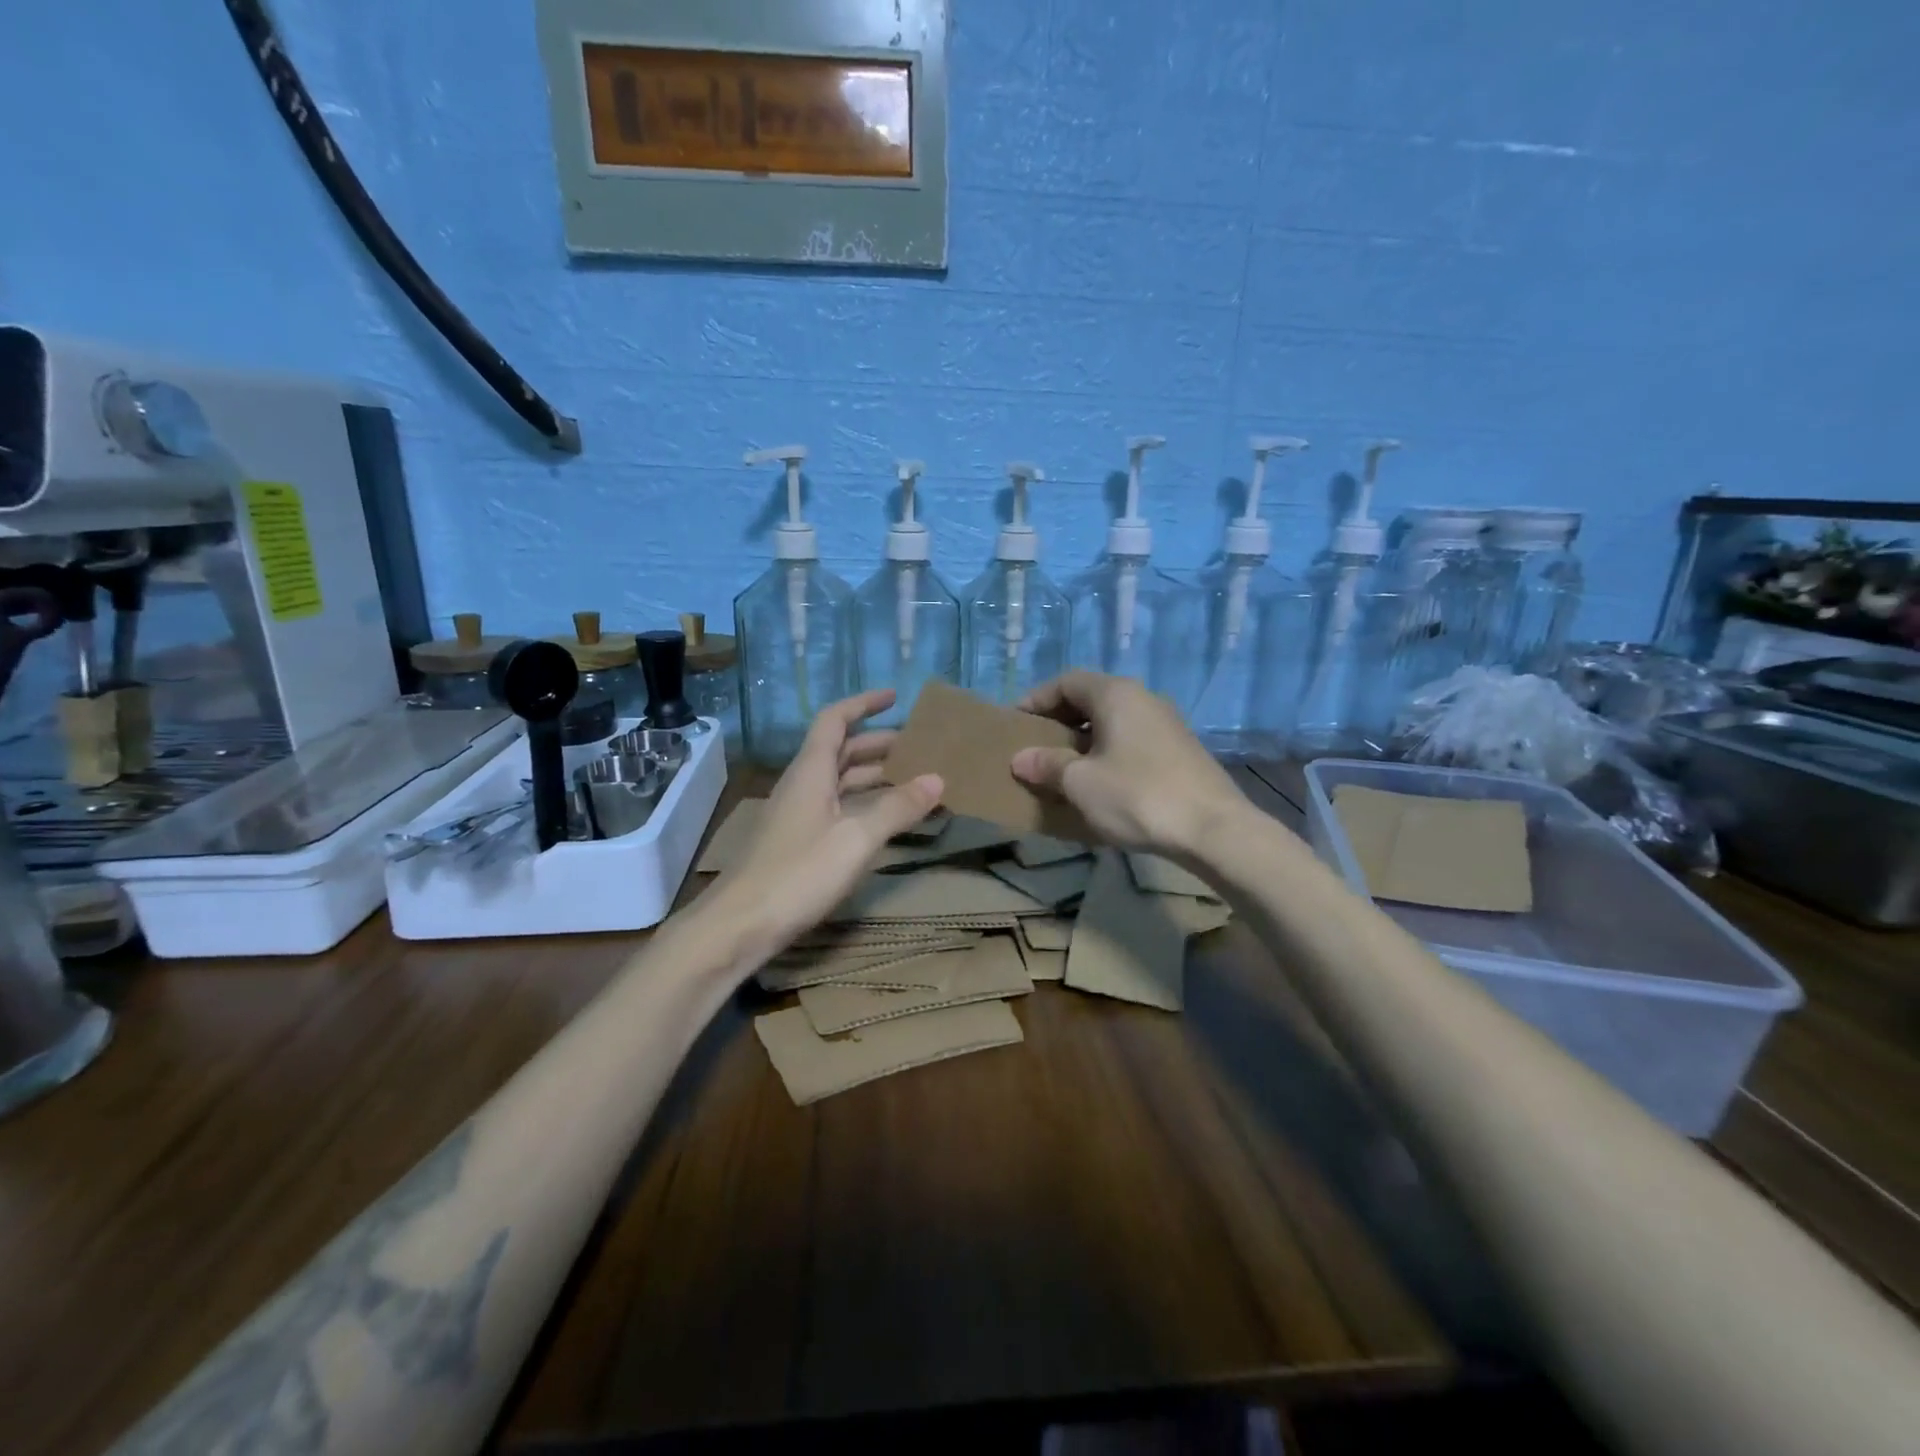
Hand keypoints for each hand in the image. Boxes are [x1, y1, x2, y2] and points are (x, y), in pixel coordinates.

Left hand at [703, 689, 942, 966]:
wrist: (742, 924)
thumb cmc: (799, 873)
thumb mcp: (857, 839)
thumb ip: (897, 808)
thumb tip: (937, 779)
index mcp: (811, 771)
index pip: (835, 720)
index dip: (863, 704)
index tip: (894, 697)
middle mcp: (802, 784)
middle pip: (840, 750)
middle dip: (878, 743)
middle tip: (917, 747)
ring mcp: (798, 814)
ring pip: (839, 781)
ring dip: (873, 775)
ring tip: (912, 781)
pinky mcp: (798, 841)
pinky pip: (837, 807)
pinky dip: (864, 804)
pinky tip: (886, 820)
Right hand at [1010, 671, 1242, 857]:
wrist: (1213, 829)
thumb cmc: (1137, 796)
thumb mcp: (1081, 783)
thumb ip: (1047, 765)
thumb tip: (1021, 759)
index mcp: (1116, 694)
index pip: (1067, 681)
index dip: (1037, 698)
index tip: (1016, 723)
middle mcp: (1143, 698)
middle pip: (1092, 698)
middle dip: (1060, 720)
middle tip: (1037, 746)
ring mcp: (1167, 723)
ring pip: (1114, 721)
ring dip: (1085, 739)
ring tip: (1064, 768)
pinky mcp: (1180, 750)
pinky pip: (1132, 740)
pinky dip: (1109, 752)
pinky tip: (1101, 782)